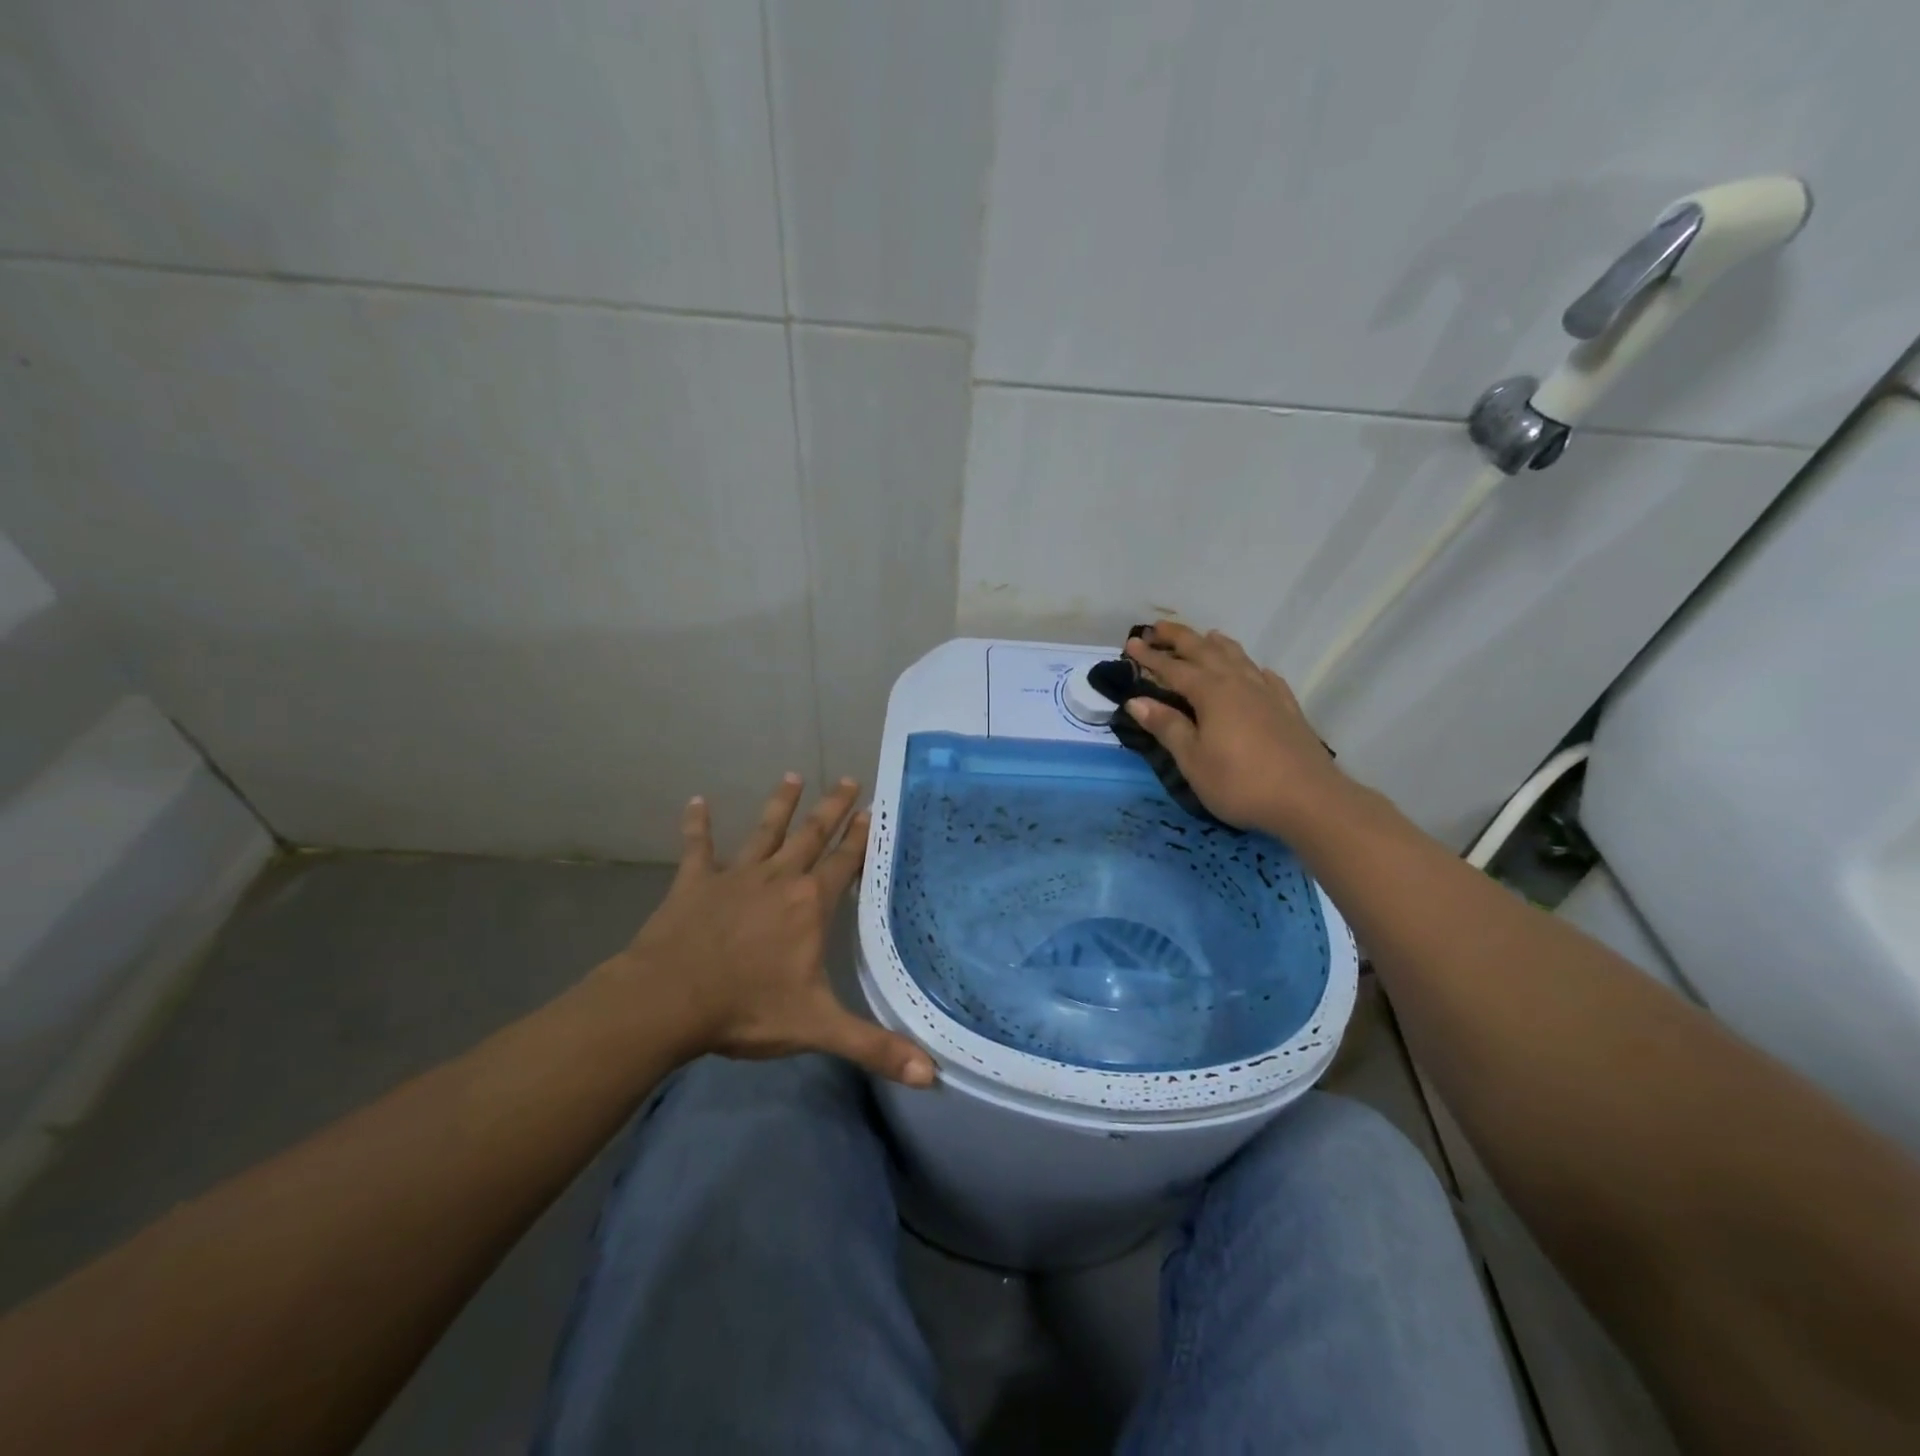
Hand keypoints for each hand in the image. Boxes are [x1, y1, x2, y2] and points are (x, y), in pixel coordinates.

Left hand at [598, 775, 934, 1087]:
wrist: (669, 1001)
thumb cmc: (746, 1009)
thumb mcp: (817, 1028)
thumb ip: (874, 1048)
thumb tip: (931, 1076)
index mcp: (810, 905)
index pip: (844, 863)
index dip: (860, 837)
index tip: (872, 809)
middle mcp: (779, 879)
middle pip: (811, 835)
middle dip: (832, 808)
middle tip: (848, 779)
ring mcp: (735, 876)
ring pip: (764, 831)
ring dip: (780, 804)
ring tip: (792, 775)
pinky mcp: (695, 882)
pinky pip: (697, 846)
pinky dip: (697, 824)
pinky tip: (696, 801)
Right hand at [1123, 622, 1348, 837]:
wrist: (1309, 799)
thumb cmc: (1240, 782)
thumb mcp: (1193, 760)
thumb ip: (1166, 726)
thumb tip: (1137, 701)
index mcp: (1211, 693)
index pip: (1173, 668)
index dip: (1150, 656)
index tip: (1130, 643)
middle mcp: (1238, 683)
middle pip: (1205, 651)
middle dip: (1179, 638)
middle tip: (1157, 627)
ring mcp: (1267, 692)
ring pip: (1237, 657)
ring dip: (1216, 644)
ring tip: (1205, 636)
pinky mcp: (1287, 707)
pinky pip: (1265, 675)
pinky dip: (1250, 666)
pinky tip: (1253, 670)